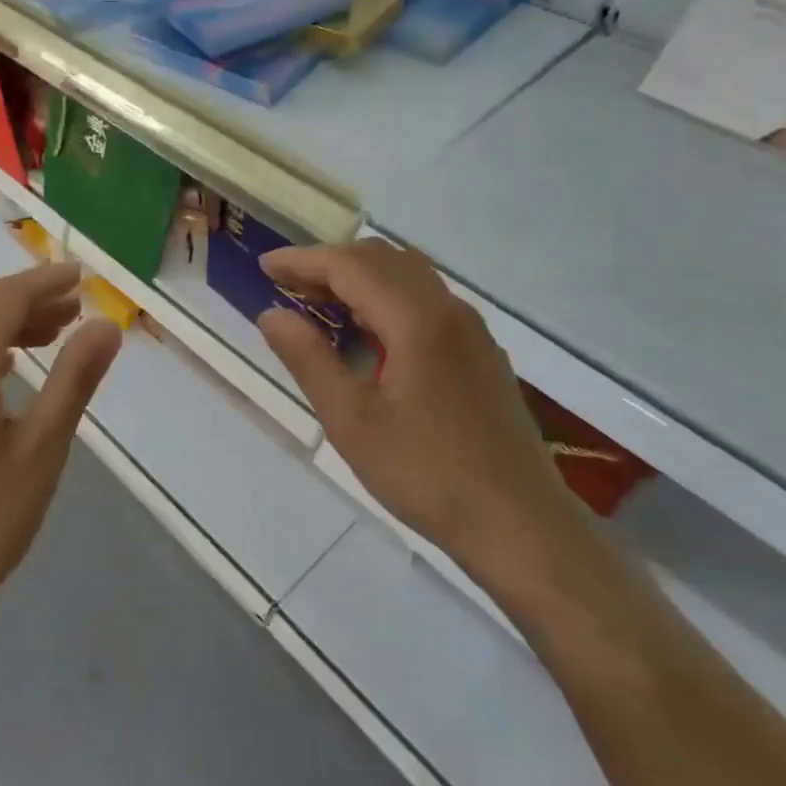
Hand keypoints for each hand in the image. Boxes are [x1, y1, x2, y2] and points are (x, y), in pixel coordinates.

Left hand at [0, 264, 121, 651]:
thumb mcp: (42, 447)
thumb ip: (74, 379)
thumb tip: (107, 327)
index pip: (4, 299)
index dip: (45, 281)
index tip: (83, 277)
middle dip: (30, 304)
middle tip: (78, 311)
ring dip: (8, 330)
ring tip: (53, 338)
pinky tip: (9, 375)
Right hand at [257, 240, 589, 594]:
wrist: (521, 526)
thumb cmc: (428, 475)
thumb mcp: (353, 423)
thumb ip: (309, 360)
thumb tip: (271, 314)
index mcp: (417, 320)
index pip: (350, 266)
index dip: (302, 261)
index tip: (264, 267)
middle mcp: (449, 310)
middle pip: (382, 259)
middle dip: (329, 263)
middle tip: (286, 286)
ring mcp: (472, 330)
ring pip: (408, 276)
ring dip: (359, 277)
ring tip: (319, 303)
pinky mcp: (481, 353)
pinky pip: (427, 300)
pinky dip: (387, 296)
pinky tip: (369, 332)